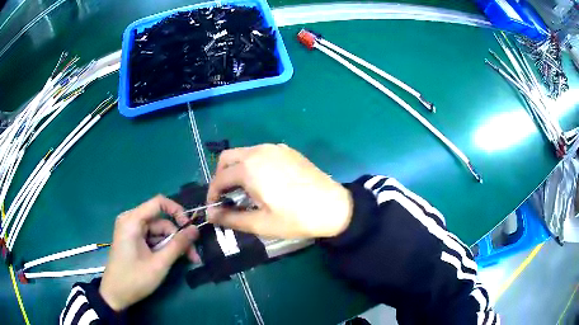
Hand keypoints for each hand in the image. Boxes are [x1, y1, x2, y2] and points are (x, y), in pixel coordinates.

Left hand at [99, 196, 199, 310]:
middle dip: (178, 237)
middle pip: (161, 221)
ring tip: (188, 261)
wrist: (116, 294)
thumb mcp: (159, 263)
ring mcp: (131, 231)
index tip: (190, 228)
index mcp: (132, 221)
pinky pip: (152, 238)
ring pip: (159, 232)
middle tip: (193, 256)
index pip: (159, 203)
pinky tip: (172, 260)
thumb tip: (195, 229)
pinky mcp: (133, 240)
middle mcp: (131, 221)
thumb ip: (178, 245)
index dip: (177, 211)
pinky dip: (164, 248)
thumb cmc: (135, 279)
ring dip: (173, 245)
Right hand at [207, 144, 352, 237]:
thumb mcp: (260, 223)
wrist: (334, 207)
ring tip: (244, 192)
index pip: (219, 178)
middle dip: (221, 177)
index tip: (215, 209)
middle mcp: (259, 151)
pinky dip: (253, 165)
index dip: (212, 194)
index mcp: (249, 168)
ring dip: (237, 170)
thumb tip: (211, 216)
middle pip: (228, 158)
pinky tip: (264, 182)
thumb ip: (231, 218)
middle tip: (226, 197)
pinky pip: (261, 153)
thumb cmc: (295, 218)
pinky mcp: (287, 151)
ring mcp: (275, 148)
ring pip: (244, 153)